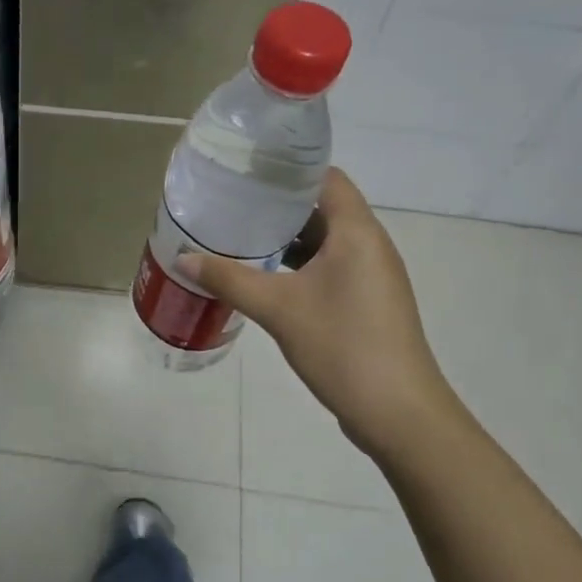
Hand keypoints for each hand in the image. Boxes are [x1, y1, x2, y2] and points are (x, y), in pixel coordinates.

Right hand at [181, 168, 464, 461]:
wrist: (398, 413)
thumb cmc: (342, 345)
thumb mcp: (278, 309)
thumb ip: (229, 279)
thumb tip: (183, 258)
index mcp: (357, 232)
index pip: (325, 178)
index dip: (288, 168)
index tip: (246, 170)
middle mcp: (370, 245)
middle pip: (323, 208)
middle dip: (278, 205)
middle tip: (231, 203)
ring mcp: (371, 276)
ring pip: (325, 242)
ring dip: (286, 239)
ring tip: (239, 236)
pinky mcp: (366, 302)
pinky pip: (329, 268)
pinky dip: (298, 265)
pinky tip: (264, 277)